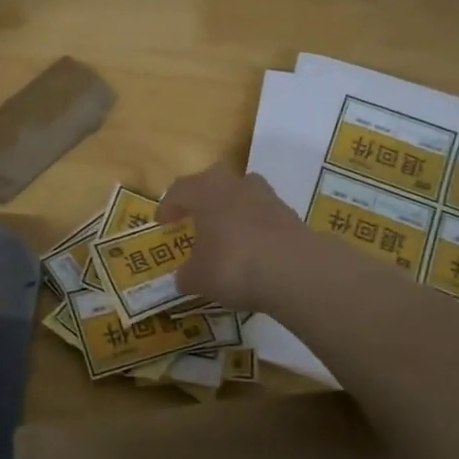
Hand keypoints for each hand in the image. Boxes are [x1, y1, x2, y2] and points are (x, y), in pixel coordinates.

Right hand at [159, 164, 311, 313]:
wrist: (296, 271)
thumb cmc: (233, 265)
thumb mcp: (198, 278)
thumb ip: (187, 275)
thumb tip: (184, 278)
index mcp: (205, 192)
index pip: (180, 190)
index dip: (168, 206)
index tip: (163, 223)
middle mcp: (235, 186)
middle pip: (215, 180)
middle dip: (203, 196)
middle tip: (196, 217)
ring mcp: (268, 198)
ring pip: (243, 194)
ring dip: (232, 209)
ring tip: (226, 234)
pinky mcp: (291, 216)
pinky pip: (264, 216)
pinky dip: (255, 228)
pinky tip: (251, 251)